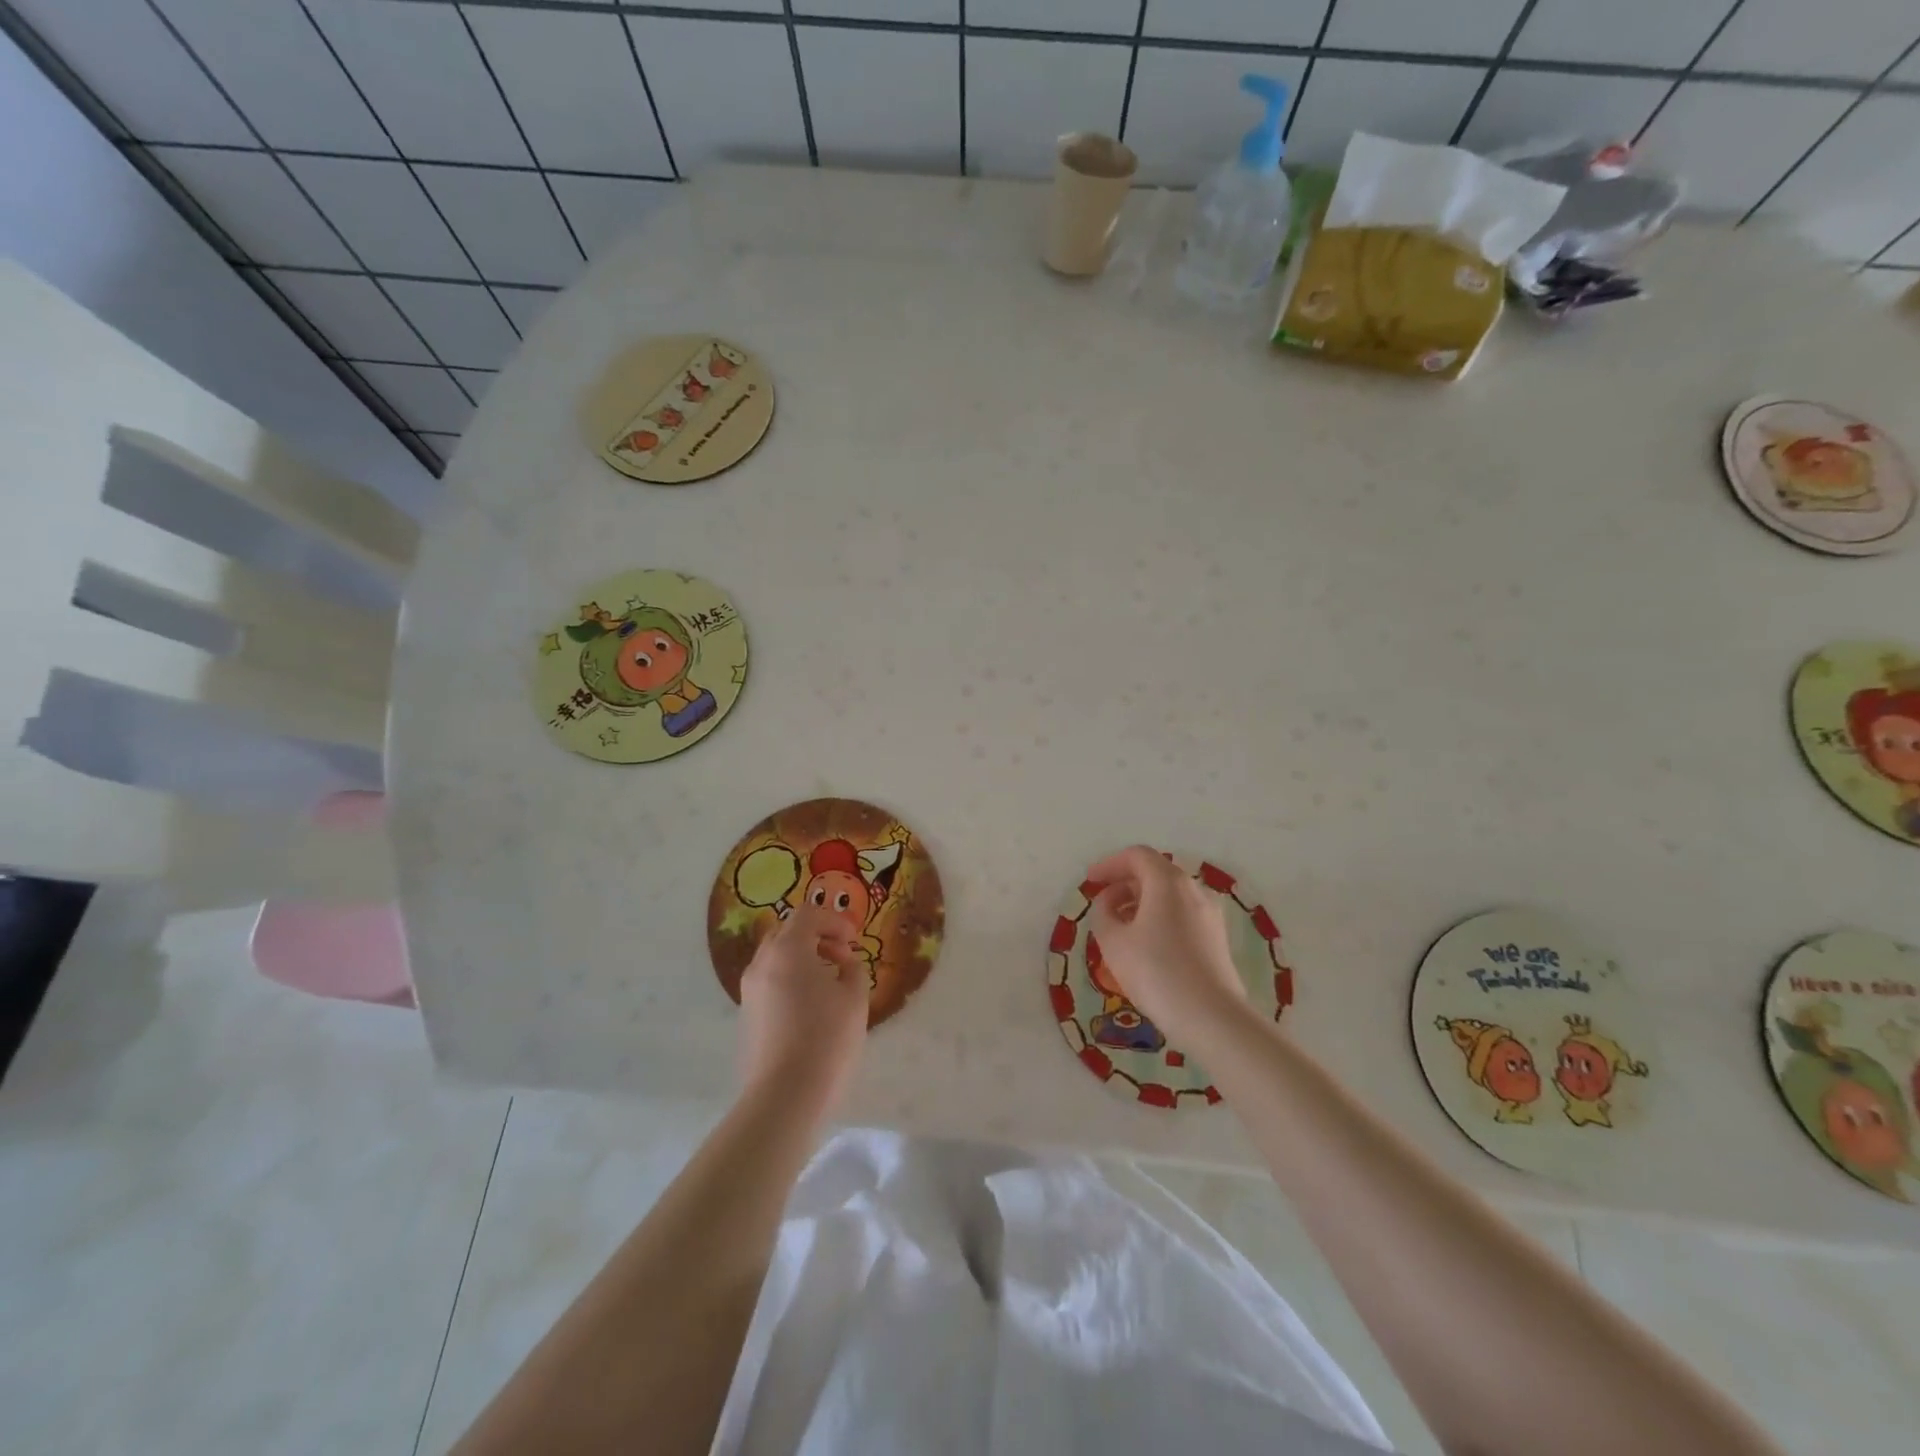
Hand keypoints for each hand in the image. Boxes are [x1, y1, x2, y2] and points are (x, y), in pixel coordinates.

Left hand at [736, 906, 869, 1119]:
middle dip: (816, 936)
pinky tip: (810, 1006)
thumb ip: (853, 969)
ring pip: (775, 958)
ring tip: (828, 982)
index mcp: (788, 951)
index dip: (834, 921)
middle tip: (841, 956)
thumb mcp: (855, 998)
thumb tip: (844, 963)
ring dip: (802, 958)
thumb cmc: (826, 1039)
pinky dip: (790, 979)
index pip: (808, 914)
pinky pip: (769, 982)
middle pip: (787, 932)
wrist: (784, 1096)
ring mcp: (749, 990)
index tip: (854, 941)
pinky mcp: (746, 1015)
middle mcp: (762, 963)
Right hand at [1085, 846, 1249, 1045]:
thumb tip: (1109, 903)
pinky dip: (1159, 918)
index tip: (1090, 882)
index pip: (1136, 856)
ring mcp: (1210, 914)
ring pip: (1170, 895)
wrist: (1212, 1018)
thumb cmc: (1156, 972)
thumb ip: (1102, 913)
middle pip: (1155, 873)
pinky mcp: (1217, 938)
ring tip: (1120, 929)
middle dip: (1125, 884)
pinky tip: (1146, 946)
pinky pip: (1182, 914)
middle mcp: (1194, 889)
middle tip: (1102, 906)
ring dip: (1141, 903)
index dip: (1109, 864)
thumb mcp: (1113, 941)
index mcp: (1168, 882)